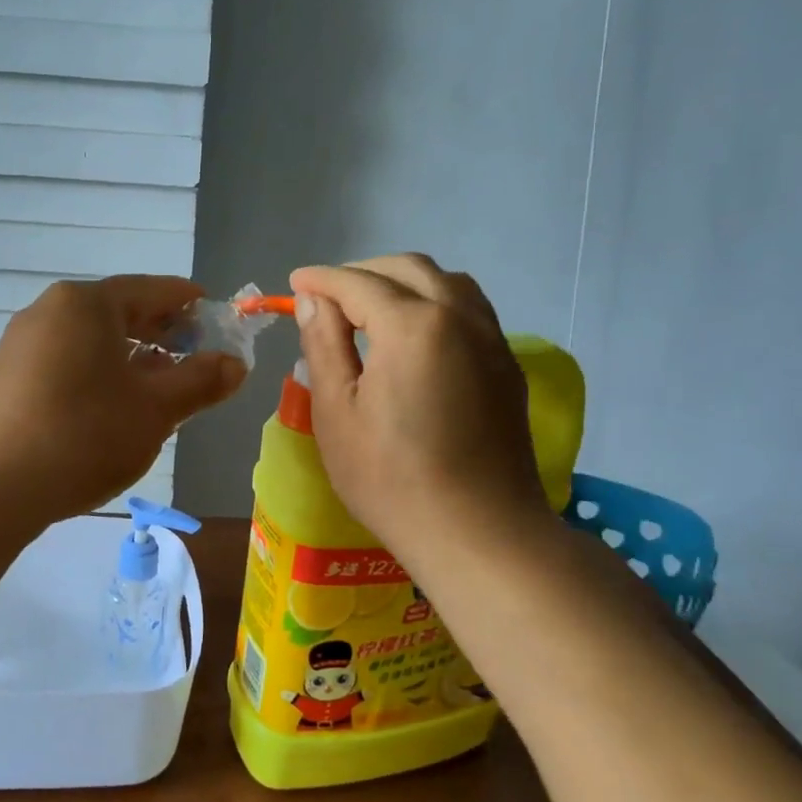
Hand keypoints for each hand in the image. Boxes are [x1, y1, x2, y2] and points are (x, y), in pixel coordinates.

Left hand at [0, 277, 245, 528]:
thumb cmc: (84, 436)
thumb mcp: (156, 409)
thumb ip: (201, 381)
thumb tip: (235, 364)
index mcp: (87, 304)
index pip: (153, 290)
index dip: (191, 304)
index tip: (217, 320)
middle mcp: (50, 310)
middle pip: (120, 311)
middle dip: (163, 333)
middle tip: (196, 358)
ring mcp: (23, 341)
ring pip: (93, 338)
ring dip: (132, 356)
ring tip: (160, 386)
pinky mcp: (9, 374)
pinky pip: (67, 359)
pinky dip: (99, 371)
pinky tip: (113, 405)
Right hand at [290, 254, 554, 574]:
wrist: (478, 532)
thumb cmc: (391, 478)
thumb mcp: (337, 412)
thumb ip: (324, 344)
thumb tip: (314, 299)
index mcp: (412, 325)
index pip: (358, 283)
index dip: (321, 279)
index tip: (295, 283)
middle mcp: (459, 316)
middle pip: (408, 269)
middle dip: (363, 272)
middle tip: (328, 296)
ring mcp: (491, 339)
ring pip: (446, 282)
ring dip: (403, 282)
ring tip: (371, 308)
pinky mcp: (507, 365)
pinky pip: (469, 310)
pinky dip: (435, 302)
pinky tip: (415, 335)